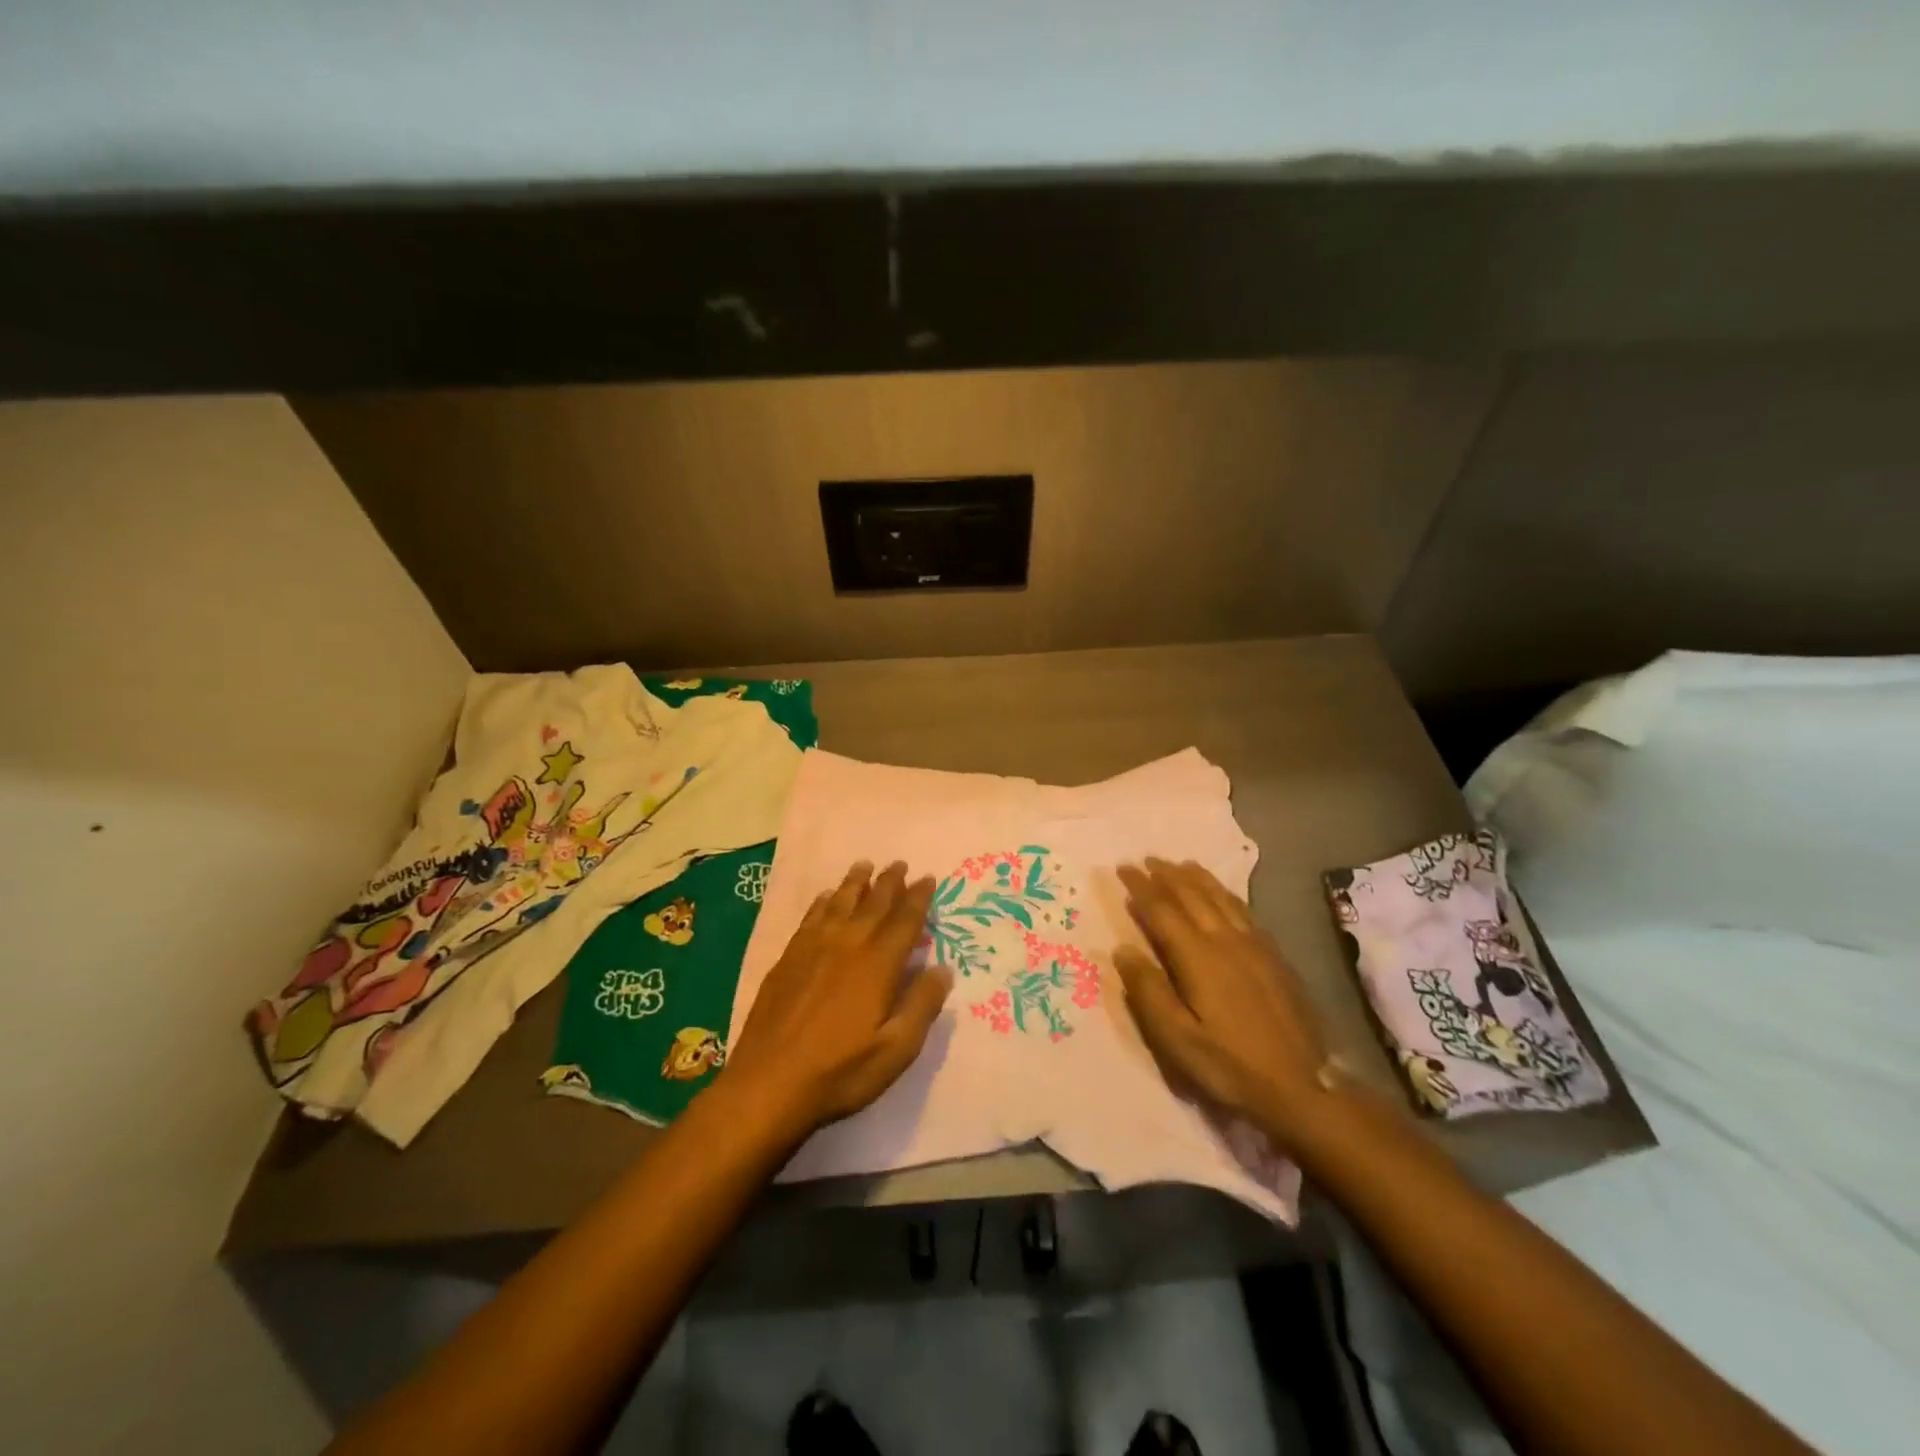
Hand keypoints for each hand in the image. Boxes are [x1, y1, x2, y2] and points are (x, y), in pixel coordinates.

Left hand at [723, 860, 952, 1135]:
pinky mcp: (788, 959)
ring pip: (840, 904)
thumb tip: (942, 968)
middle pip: (873, 904)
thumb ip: (922, 1005)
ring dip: (855, 883)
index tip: (928, 878)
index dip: (918, 898)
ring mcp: (813, 949)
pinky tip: (827, 897)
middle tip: (900, 864)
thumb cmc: (840, 1072)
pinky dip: (823, 903)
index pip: (904, 921)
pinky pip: (811, 918)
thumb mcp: (896, 1050)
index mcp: (878, 965)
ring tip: (865, 865)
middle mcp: (847, 945)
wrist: (768, 1084)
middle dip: (889, 882)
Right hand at [1114, 858, 1329, 1149]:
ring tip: (1180, 864)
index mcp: (1199, 958)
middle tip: (1146, 859)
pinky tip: (1223, 895)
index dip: (1141, 887)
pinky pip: (1244, 911)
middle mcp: (1226, 941)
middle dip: (1167, 875)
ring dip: (1197, 878)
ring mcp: (1255, 946)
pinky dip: (1225, 894)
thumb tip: (1122, 949)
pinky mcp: (1275, 957)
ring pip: (1221, 898)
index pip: (1163, 910)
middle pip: (1193, 896)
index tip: (1123, 868)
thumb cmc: (1231, 1066)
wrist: (1303, 1086)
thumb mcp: (1178, 1039)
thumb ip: (1149, 991)